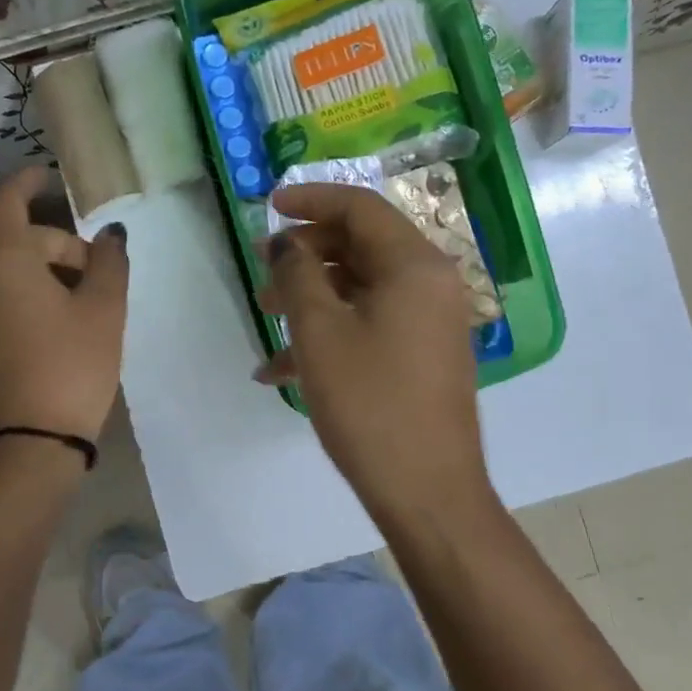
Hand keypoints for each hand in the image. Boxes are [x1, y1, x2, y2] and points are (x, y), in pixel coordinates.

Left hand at [0, 167, 129, 442]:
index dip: (26, 183)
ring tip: (79, 316)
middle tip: (97, 278)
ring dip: (41, 286)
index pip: (7, 204)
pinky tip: (50, 350)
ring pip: (5, 287)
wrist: (27, 447)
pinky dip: (22, 317)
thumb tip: (109, 235)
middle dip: (56, 250)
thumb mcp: (105, 313)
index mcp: (5, 265)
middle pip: (14, 249)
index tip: (47, 177)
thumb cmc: (71, 366)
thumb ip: (110, 264)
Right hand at [258, 182, 490, 519]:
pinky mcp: (422, 355)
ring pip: (362, 288)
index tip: (268, 207)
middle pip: (361, 246)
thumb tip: (287, 243)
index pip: (361, 208)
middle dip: (306, 254)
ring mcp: (430, 322)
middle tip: (260, 269)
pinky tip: (280, 368)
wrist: (427, 491)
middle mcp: (430, 283)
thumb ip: (298, 274)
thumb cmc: (369, 403)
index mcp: (414, 265)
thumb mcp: (320, 332)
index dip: (311, 200)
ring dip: (312, 297)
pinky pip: (371, 325)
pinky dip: (330, 333)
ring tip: (265, 318)